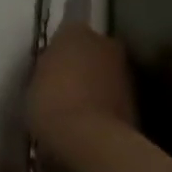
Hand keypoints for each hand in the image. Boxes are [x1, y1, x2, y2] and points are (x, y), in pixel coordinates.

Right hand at [28, 23, 135, 164]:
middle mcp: (105, 42)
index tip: (51, 70)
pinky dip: (107, 104)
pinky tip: (93, 123)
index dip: (59, 52)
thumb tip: (55, 70)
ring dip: (97, 84)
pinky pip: (115, 94)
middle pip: (91, 49)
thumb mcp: (33, 83)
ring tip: (79, 110)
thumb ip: (48, 69)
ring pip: (106, 72)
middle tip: (66, 88)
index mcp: (75, 32)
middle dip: (82, 64)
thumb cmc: (52, 105)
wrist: (92, 139)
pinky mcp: (138, 96)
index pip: (66, 33)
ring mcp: (124, 69)